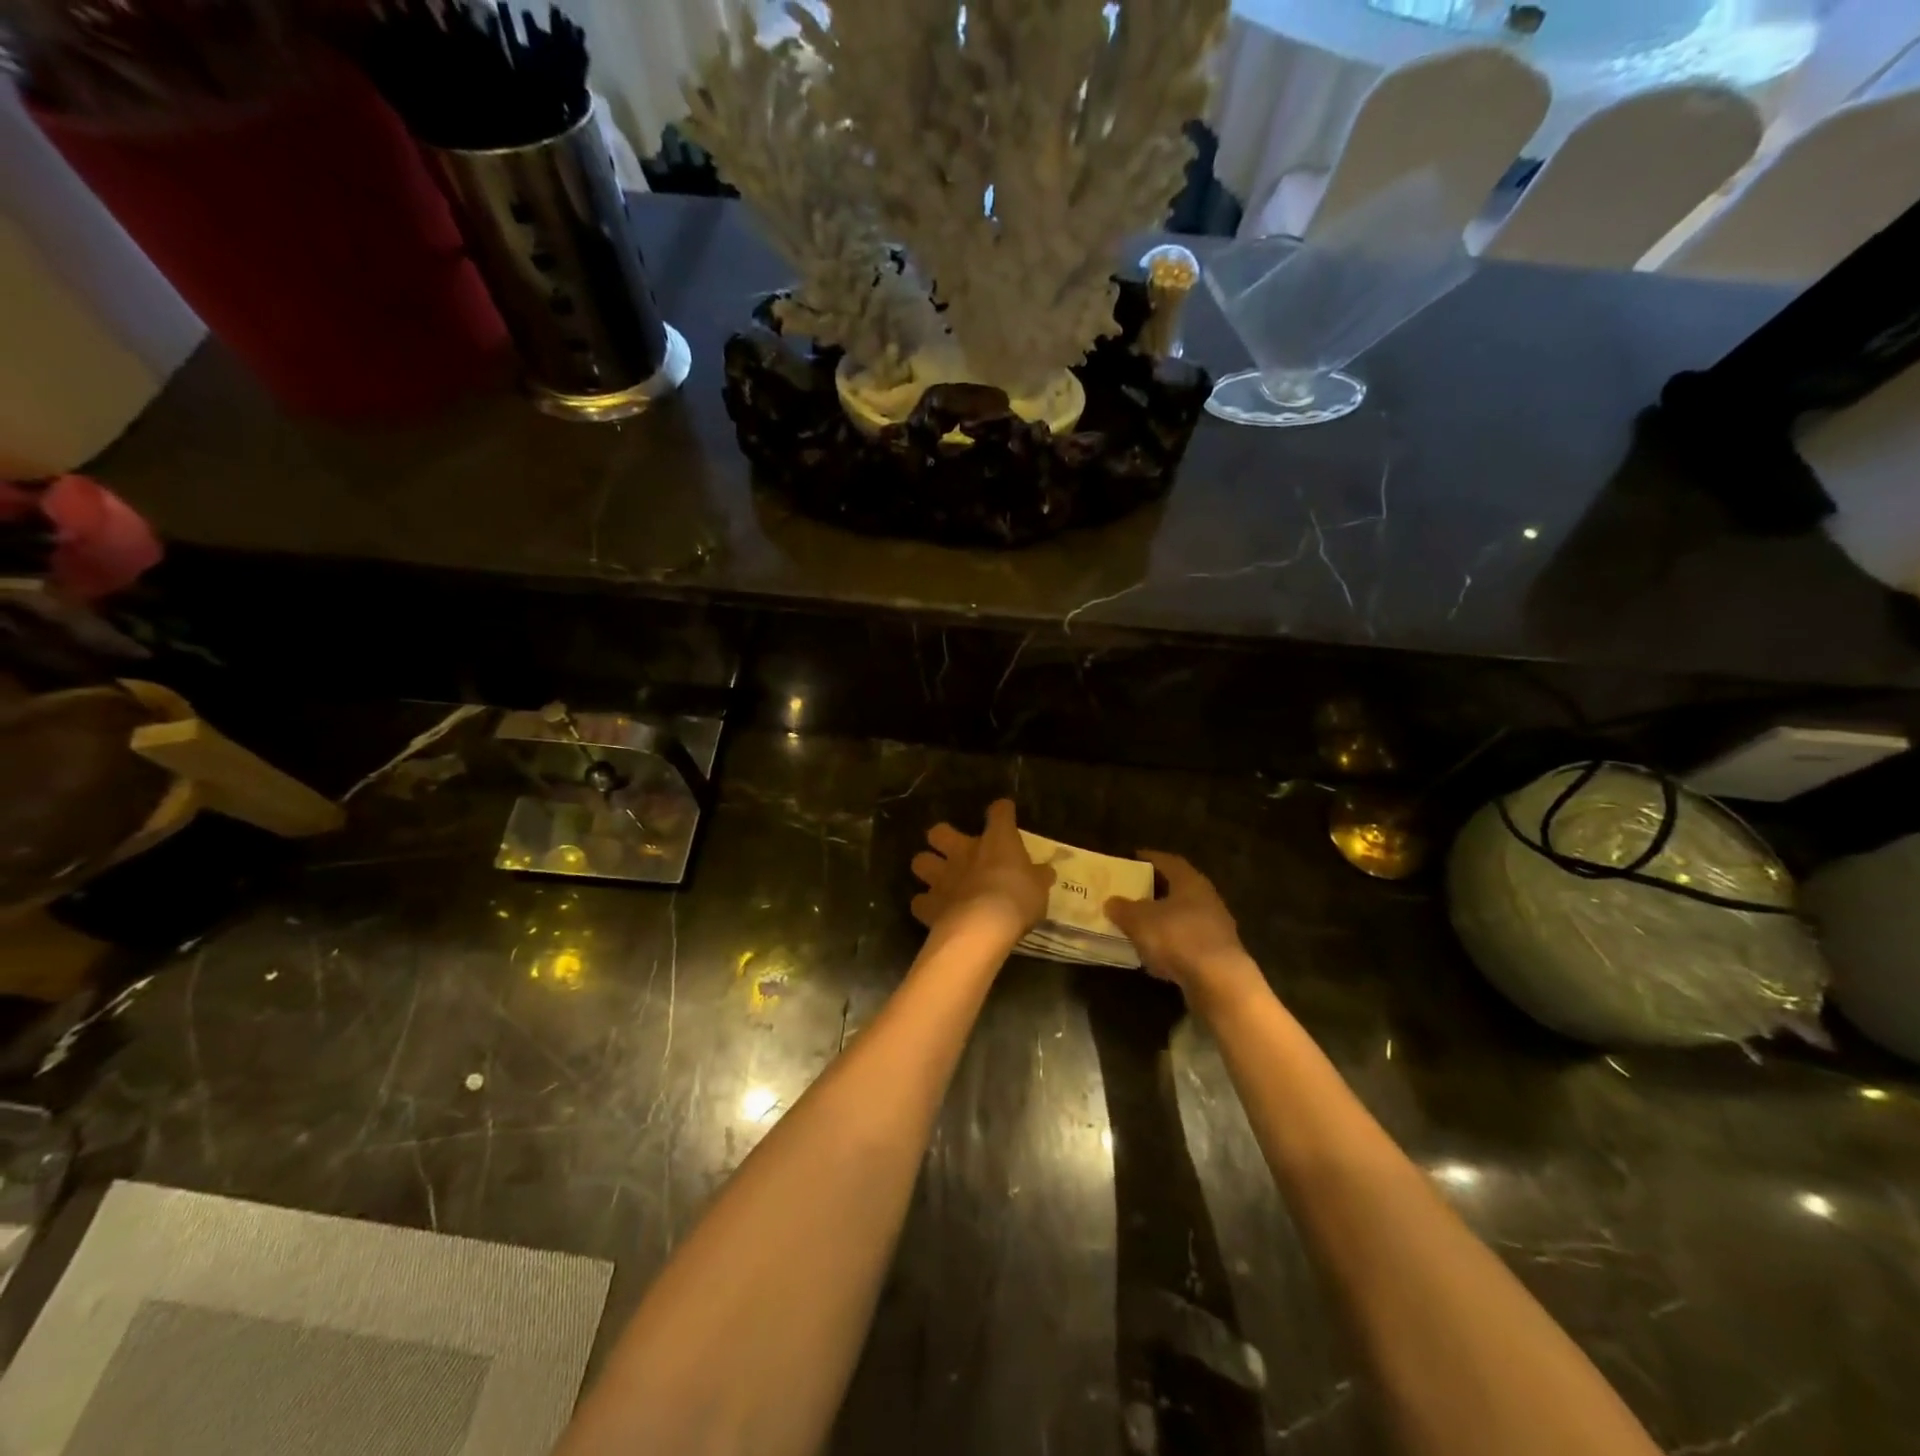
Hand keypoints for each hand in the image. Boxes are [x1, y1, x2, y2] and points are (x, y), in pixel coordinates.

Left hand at [910, 799, 1053, 940]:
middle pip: (939, 831)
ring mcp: (942, 877)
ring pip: (920, 861)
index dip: (1002, 811)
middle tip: (955, 850)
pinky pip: (919, 902)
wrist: (982, 927)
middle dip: (942, 838)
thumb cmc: (1018, 899)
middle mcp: (963, 852)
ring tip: (938, 880)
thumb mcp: (1039, 889)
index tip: (1005, 812)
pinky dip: (925, 905)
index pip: (999, 813)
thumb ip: (1038, 877)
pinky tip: (936, 911)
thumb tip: (1045, 871)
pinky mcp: (929, 904)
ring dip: (927, 868)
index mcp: (996, 841)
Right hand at [1104, 851, 1255, 1001]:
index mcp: (1190, 881)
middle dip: (1155, 891)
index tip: (1132, 859)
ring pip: (1183, 916)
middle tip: (1131, 893)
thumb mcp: (1138, 920)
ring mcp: (1216, 927)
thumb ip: (1122, 908)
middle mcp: (1207, 898)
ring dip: (1163, 919)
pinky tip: (1155, 955)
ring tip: (1139, 925)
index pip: (1168, 861)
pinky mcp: (1217, 954)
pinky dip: (1171, 944)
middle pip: (1178, 888)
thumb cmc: (1177, 937)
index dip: (1149, 858)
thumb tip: (1111, 901)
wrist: (1219, 981)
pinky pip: (1188, 941)